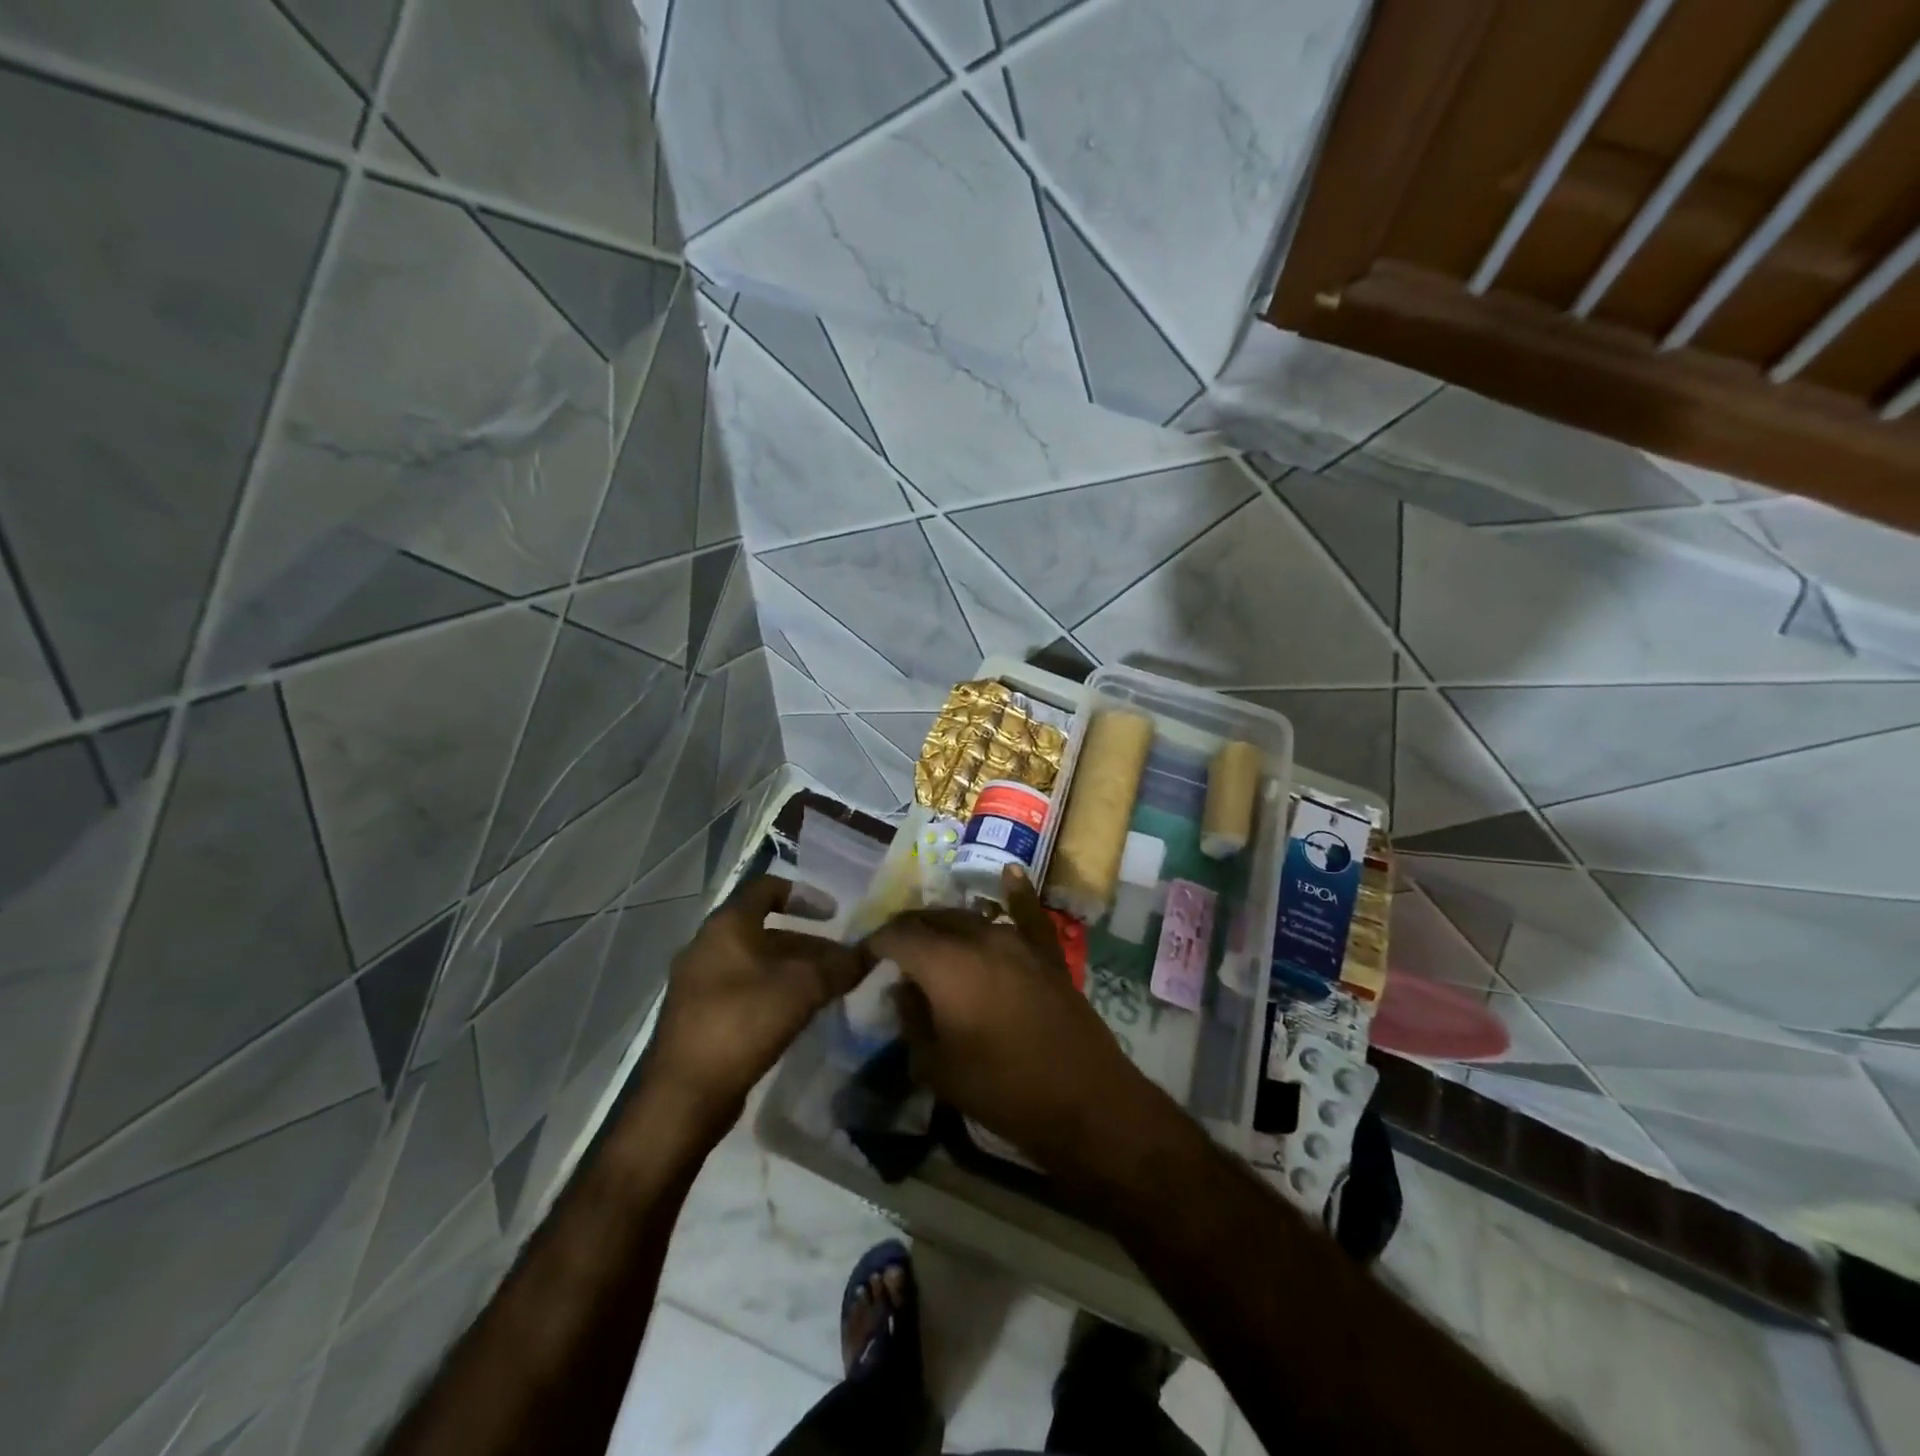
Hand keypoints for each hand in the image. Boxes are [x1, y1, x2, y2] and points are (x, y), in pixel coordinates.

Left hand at [648, 876, 869, 1131]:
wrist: (684, 1096)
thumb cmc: (742, 1024)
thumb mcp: (802, 989)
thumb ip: (840, 967)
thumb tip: (873, 952)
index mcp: (726, 926)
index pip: (766, 888)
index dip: (804, 895)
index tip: (835, 914)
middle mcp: (708, 946)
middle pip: (766, 930)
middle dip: (808, 943)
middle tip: (841, 961)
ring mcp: (700, 983)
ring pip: (757, 962)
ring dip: (794, 969)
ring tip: (829, 989)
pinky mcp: (700, 1016)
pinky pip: (745, 989)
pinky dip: (775, 991)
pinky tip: (800, 1014)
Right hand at [864, 866, 1153, 1171]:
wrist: (1085, 1100)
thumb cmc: (1002, 1089)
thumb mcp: (937, 1068)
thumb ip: (911, 1021)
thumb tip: (903, 990)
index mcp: (945, 963)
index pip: (898, 935)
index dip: (875, 943)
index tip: (863, 958)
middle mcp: (980, 938)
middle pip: (933, 919)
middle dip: (908, 931)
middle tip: (894, 954)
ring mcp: (1018, 941)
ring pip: (972, 918)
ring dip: (946, 925)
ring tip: (932, 942)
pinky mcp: (1047, 954)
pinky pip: (1028, 914)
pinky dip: (1016, 892)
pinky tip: (1009, 873)